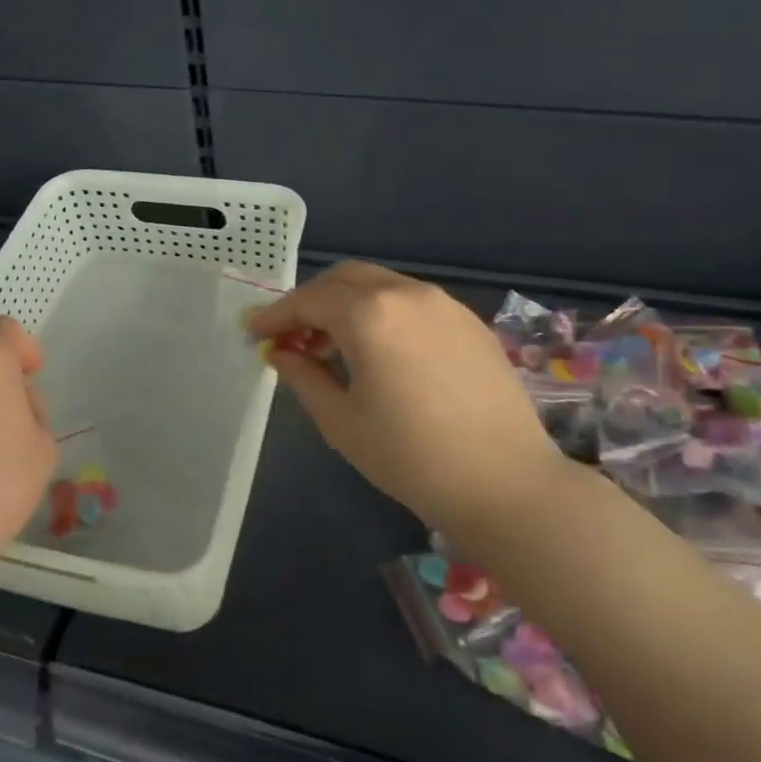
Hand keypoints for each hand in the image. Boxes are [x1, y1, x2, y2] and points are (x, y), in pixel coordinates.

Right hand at [247, 263, 566, 529]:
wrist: (506, 483)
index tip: (254, 331)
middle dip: (311, 300)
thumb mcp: (341, 421)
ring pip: (380, 285)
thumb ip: (303, 376)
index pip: (308, 300)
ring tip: (333, 346)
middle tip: (292, 336)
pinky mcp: (469, 321)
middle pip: (344, 278)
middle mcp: (406, 293)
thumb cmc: (410, 457)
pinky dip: (382, 312)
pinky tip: (380, 351)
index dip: (276, 314)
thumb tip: (280, 352)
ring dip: (347, 304)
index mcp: (369, 314)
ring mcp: (443, 303)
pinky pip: (411, 301)